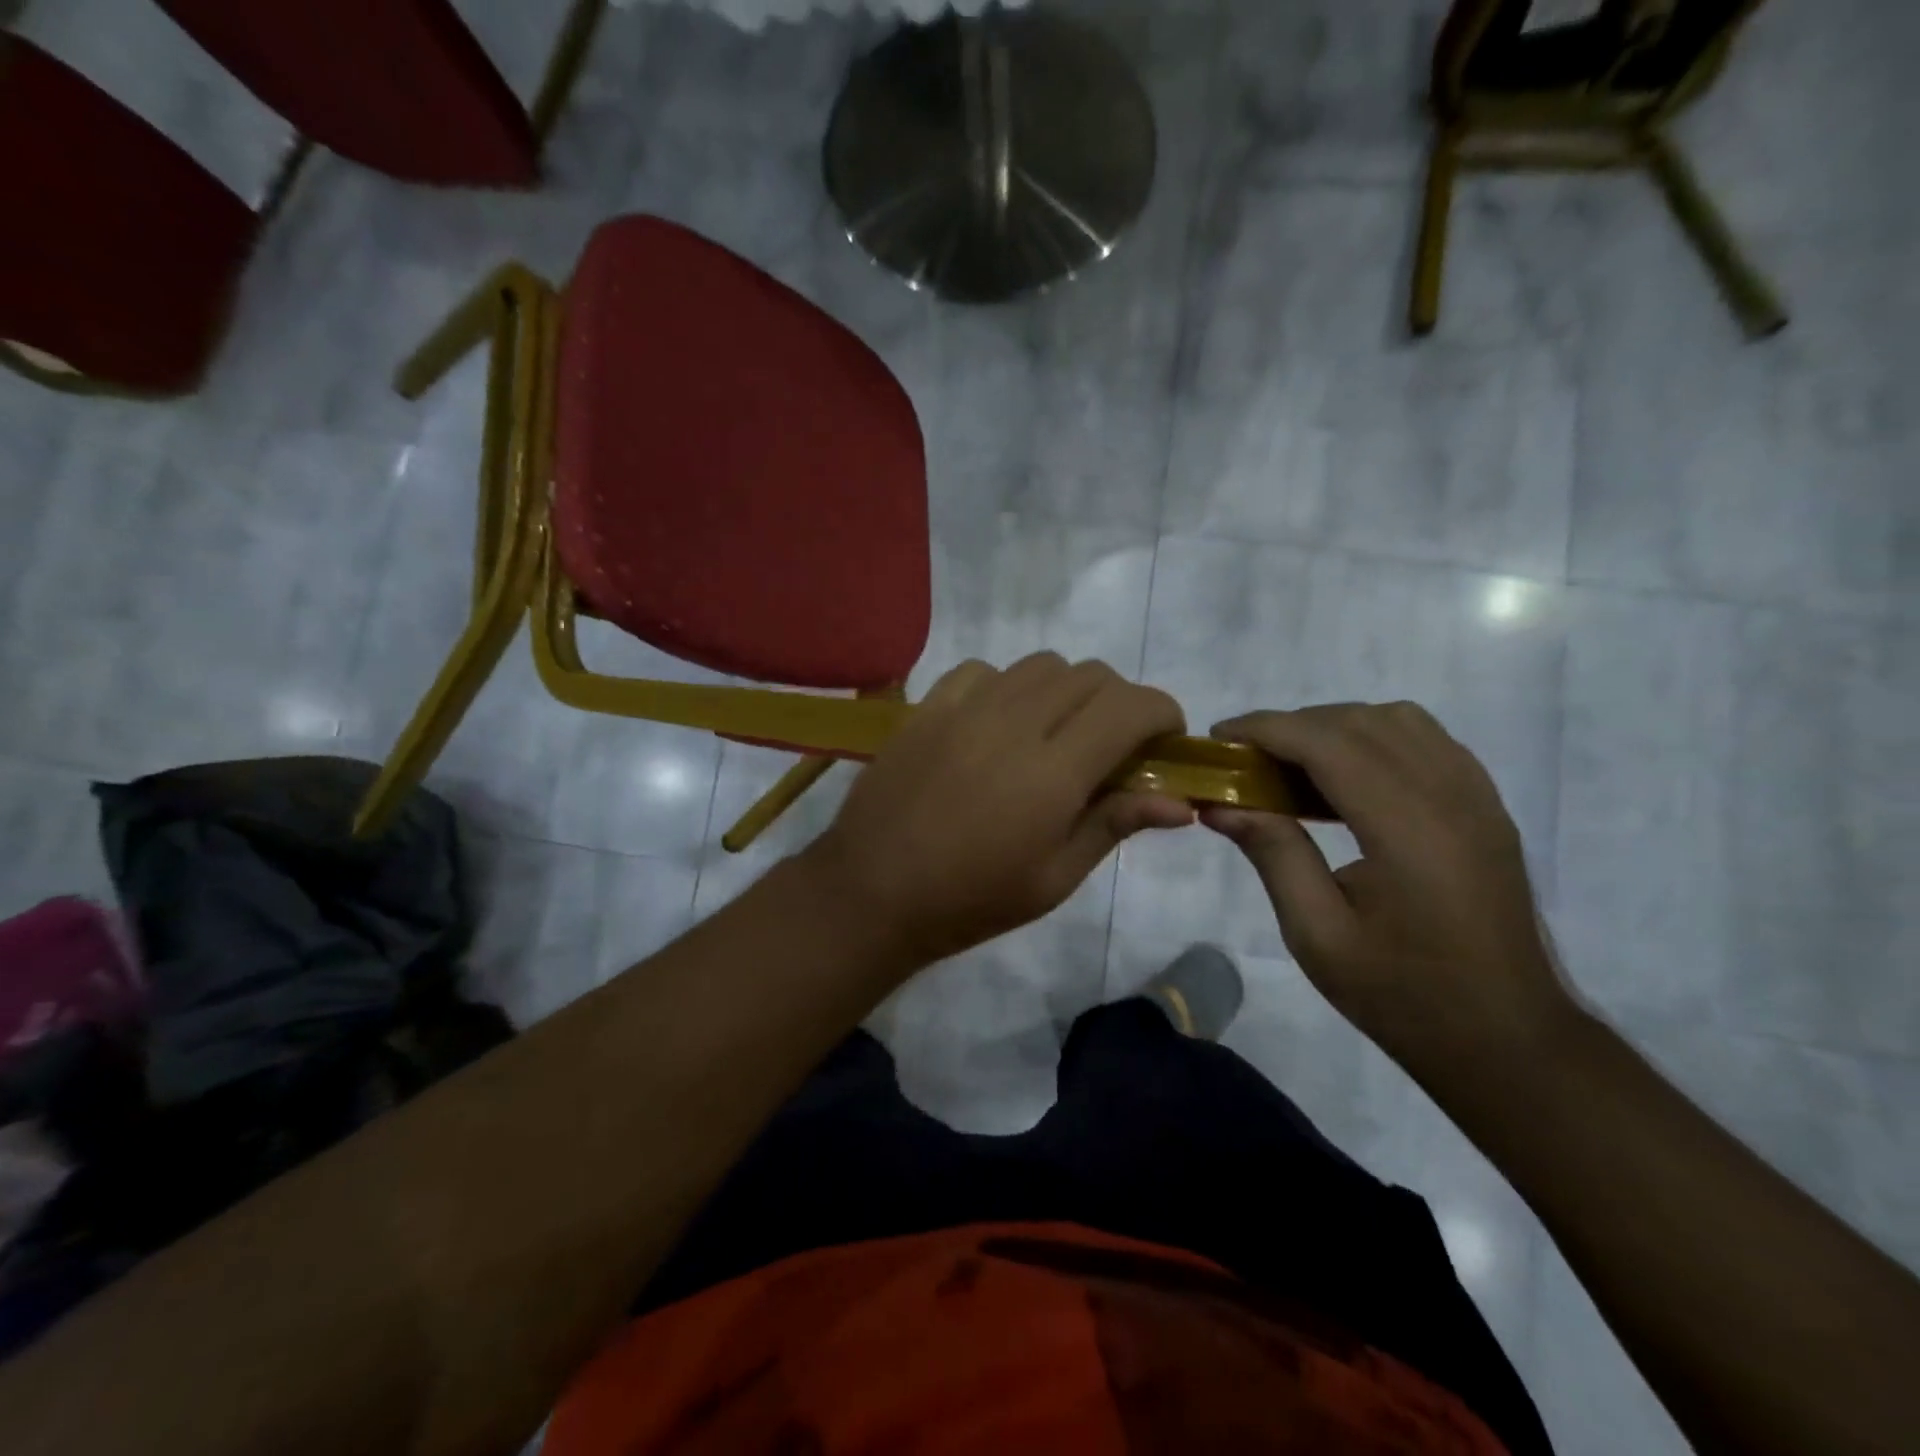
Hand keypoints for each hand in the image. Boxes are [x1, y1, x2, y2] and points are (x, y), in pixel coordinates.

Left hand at [805, 654, 1193, 966]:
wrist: (873, 892)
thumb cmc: (971, 900)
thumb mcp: (1054, 878)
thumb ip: (1114, 824)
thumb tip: (1178, 803)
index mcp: (1054, 771)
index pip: (1131, 706)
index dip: (1162, 713)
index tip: (1164, 740)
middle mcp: (1014, 722)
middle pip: (1091, 676)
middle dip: (1119, 703)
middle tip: (1111, 747)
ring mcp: (966, 707)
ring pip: (1041, 664)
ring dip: (1066, 690)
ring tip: (1055, 733)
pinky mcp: (928, 706)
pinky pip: (984, 670)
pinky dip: (1008, 686)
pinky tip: (998, 723)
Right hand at [1204, 703, 1575, 1070]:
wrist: (1508, 1040)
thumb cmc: (1403, 995)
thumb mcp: (1318, 935)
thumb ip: (1273, 855)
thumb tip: (1220, 803)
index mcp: (1408, 830)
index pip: (1327, 743)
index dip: (1266, 728)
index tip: (1218, 737)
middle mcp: (1450, 797)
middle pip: (1360, 722)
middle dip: (1293, 726)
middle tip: (1246, 760)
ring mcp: (1478, 798)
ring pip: (1398, 720)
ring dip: (1336, 727)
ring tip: (1294, 766)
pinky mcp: (1487, 808)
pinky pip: (1427, 741)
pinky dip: (1375, 738)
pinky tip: (1347, 779)